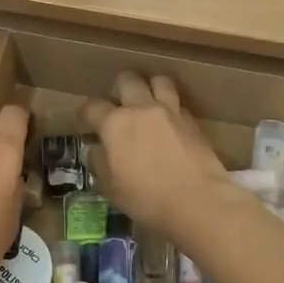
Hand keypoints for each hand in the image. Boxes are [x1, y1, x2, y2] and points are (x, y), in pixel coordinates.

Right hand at [78, 73, 230, 241]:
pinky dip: (170, 107)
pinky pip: (178, 103)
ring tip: (147, 103)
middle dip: (118, 88)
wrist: (198, 202)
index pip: (92, 107)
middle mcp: (141, 109)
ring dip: (150, 87)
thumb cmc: (147, 199)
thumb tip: (96, 151)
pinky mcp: (193, 122)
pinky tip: (168, 123)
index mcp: (115, 123)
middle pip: (127, 80)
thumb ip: (100, 163)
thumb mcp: (111, 188)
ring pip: (159, 81)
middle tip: (118, 106)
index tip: (85, 123)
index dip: (85, 114)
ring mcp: (170, 112)